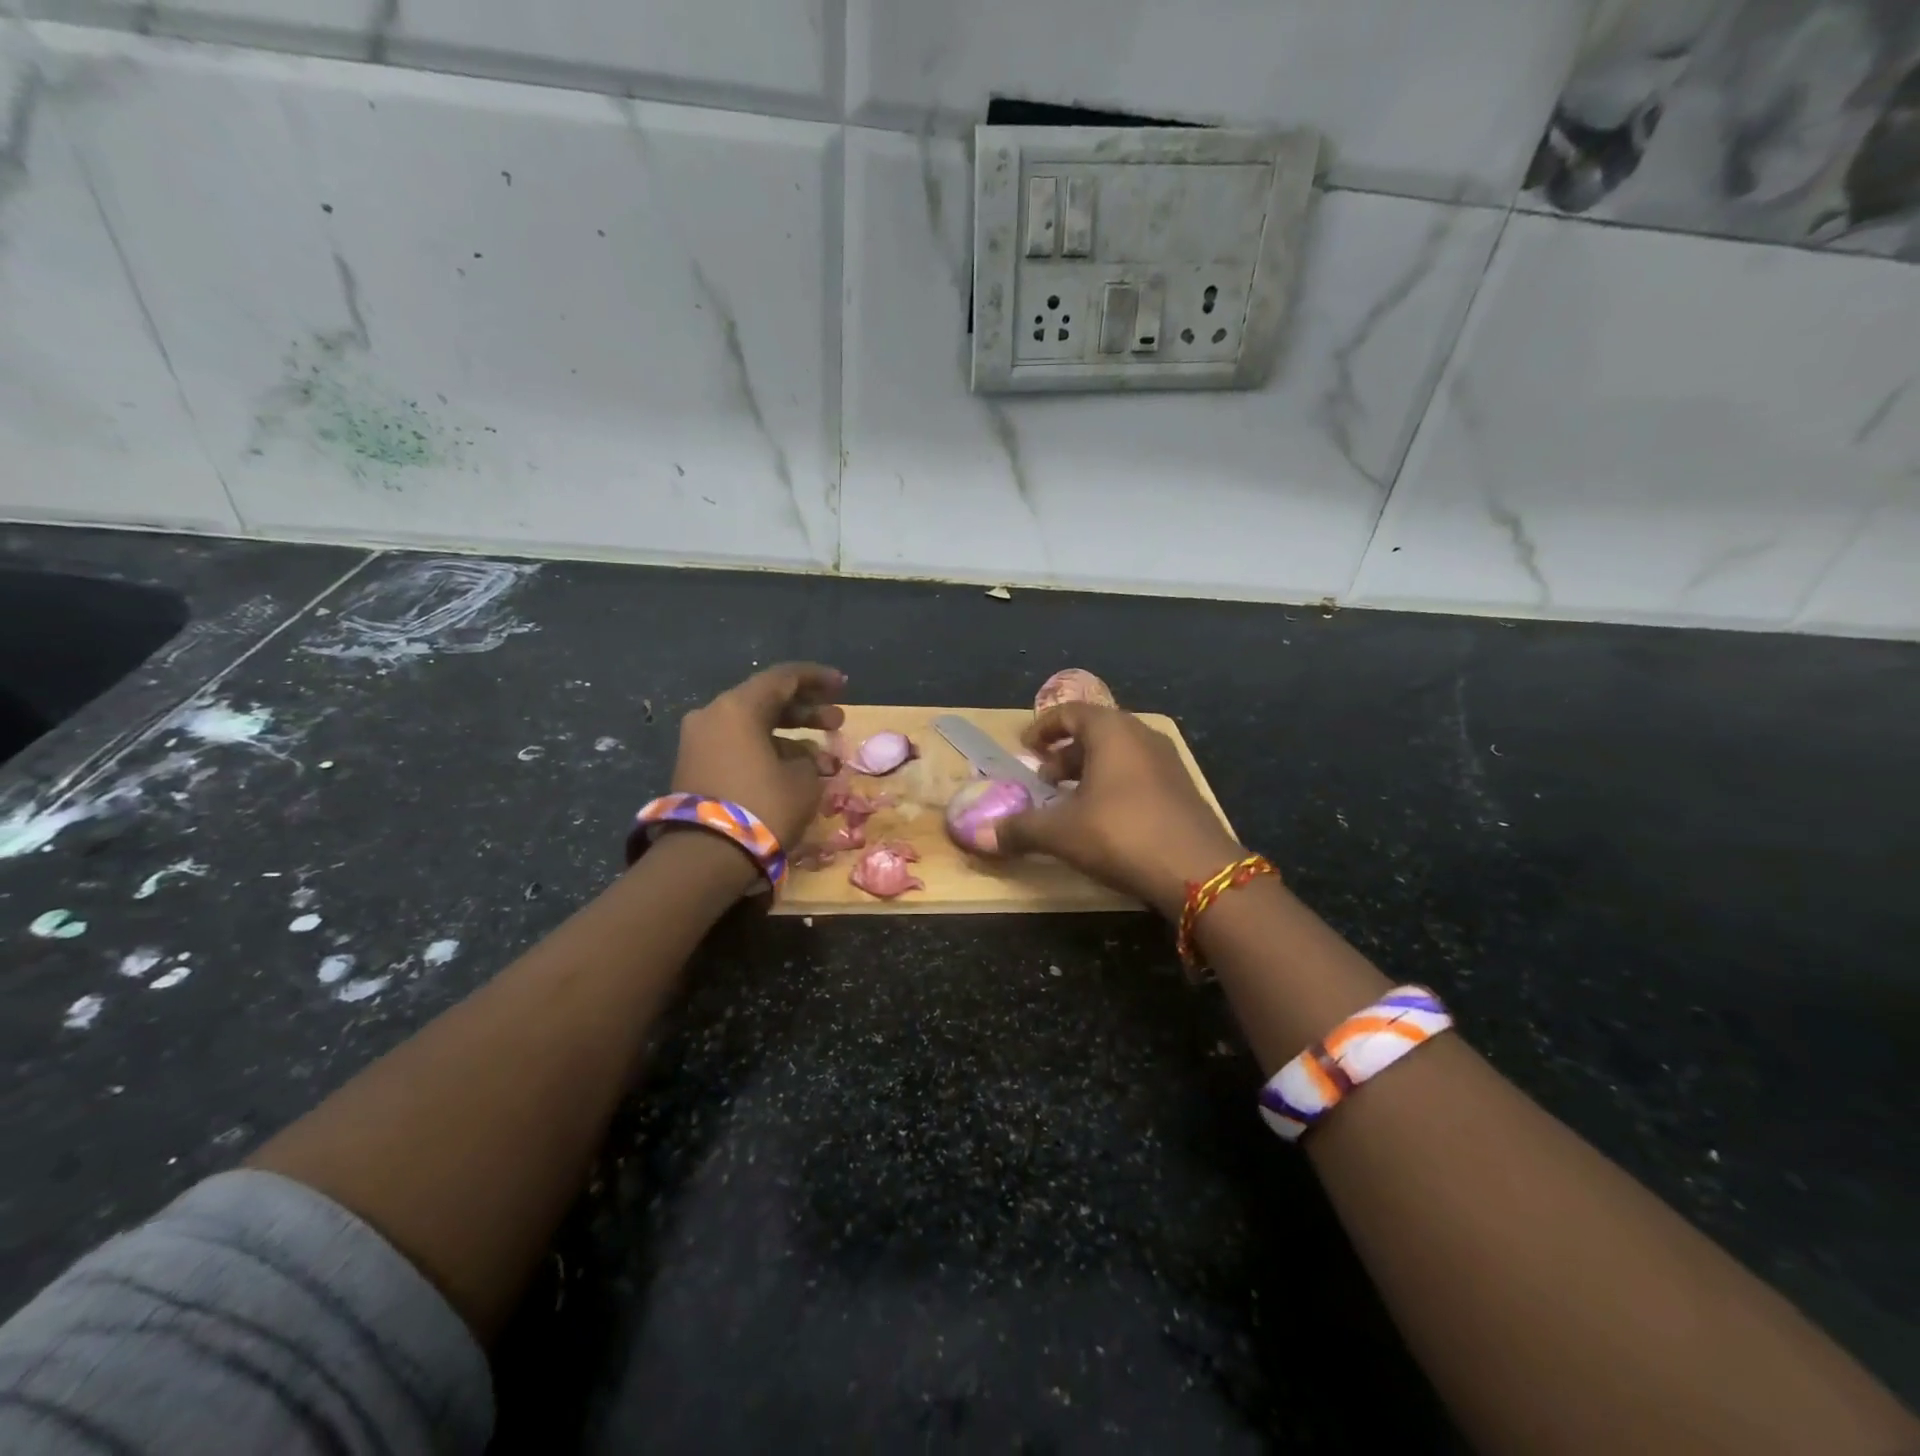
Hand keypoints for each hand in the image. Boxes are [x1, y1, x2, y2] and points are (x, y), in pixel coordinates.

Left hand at [669, 663, 844, 873]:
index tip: (843, 686)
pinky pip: (739, 748)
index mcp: (738, 707)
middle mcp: (713, 716)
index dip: (817, 679)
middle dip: (806, 712)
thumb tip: (805, 759)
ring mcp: (699, 743)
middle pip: (767, 702)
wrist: (705, 855)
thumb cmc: (762, 806)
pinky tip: (797, 773)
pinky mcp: (696, 768)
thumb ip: (809, 759)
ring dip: (791, 739)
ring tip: (826, 760)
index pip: (783, 678)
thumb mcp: (803, 781)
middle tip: (838, 722)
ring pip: (754, 728)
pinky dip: (768, 753)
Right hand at [997, 704, 1243, 917]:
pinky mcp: (1181, 789)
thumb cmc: (1121, 834)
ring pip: (1118, 756)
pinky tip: (1103, 820)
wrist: (1198, 870)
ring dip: (1089, 772)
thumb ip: (1020, 829)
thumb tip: (982, 835)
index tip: (1025, 747)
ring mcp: (1167, 762)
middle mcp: (1141, 736)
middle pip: (1095, 732)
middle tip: (1044, 780)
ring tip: (1069, 802)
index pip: (1070, 712)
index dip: (1043, 728)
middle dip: (1065, 754)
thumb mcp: (1061, 832)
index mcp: (1112, 731)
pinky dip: (1113, 786)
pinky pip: (1137, 775)